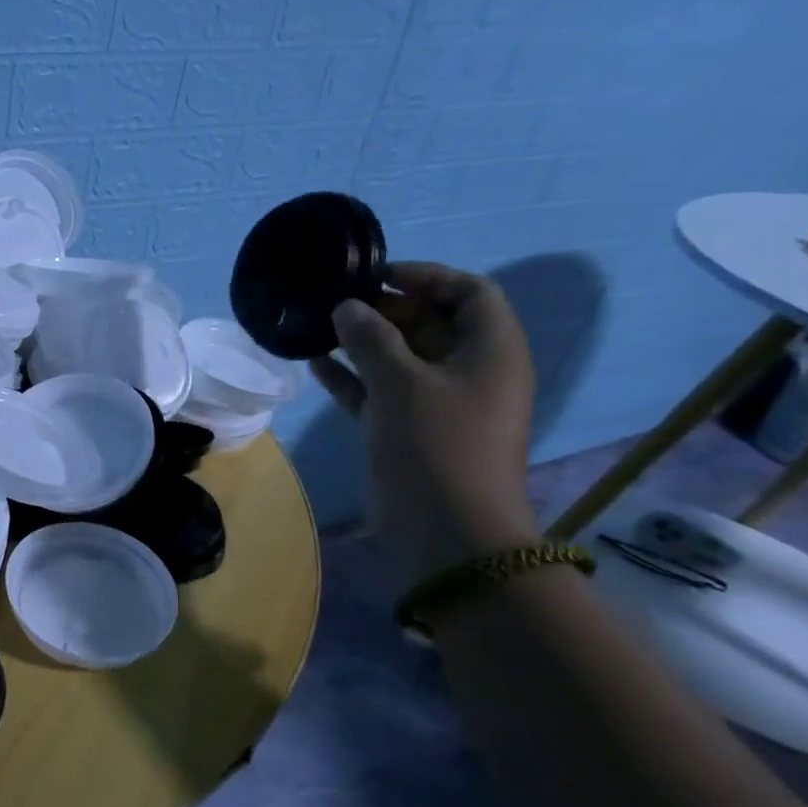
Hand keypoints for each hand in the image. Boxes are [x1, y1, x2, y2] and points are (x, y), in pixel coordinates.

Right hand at [310, 263, 539, 583]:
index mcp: (490, 351)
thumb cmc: (435, 445)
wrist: (447, 529)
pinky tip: (317, 364)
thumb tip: (347, 306)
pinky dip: (354, 377)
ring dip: (365, 342)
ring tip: (321, 328)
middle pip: (432, 323)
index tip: (376, 277)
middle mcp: (470, 371)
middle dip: (387, 309)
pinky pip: (382, 390)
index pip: (469, 293)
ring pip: (403, 358)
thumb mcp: (401, 384)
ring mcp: (440, 403)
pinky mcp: (411, 429)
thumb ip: (372, 339)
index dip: (426, 277)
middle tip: (339, 304)